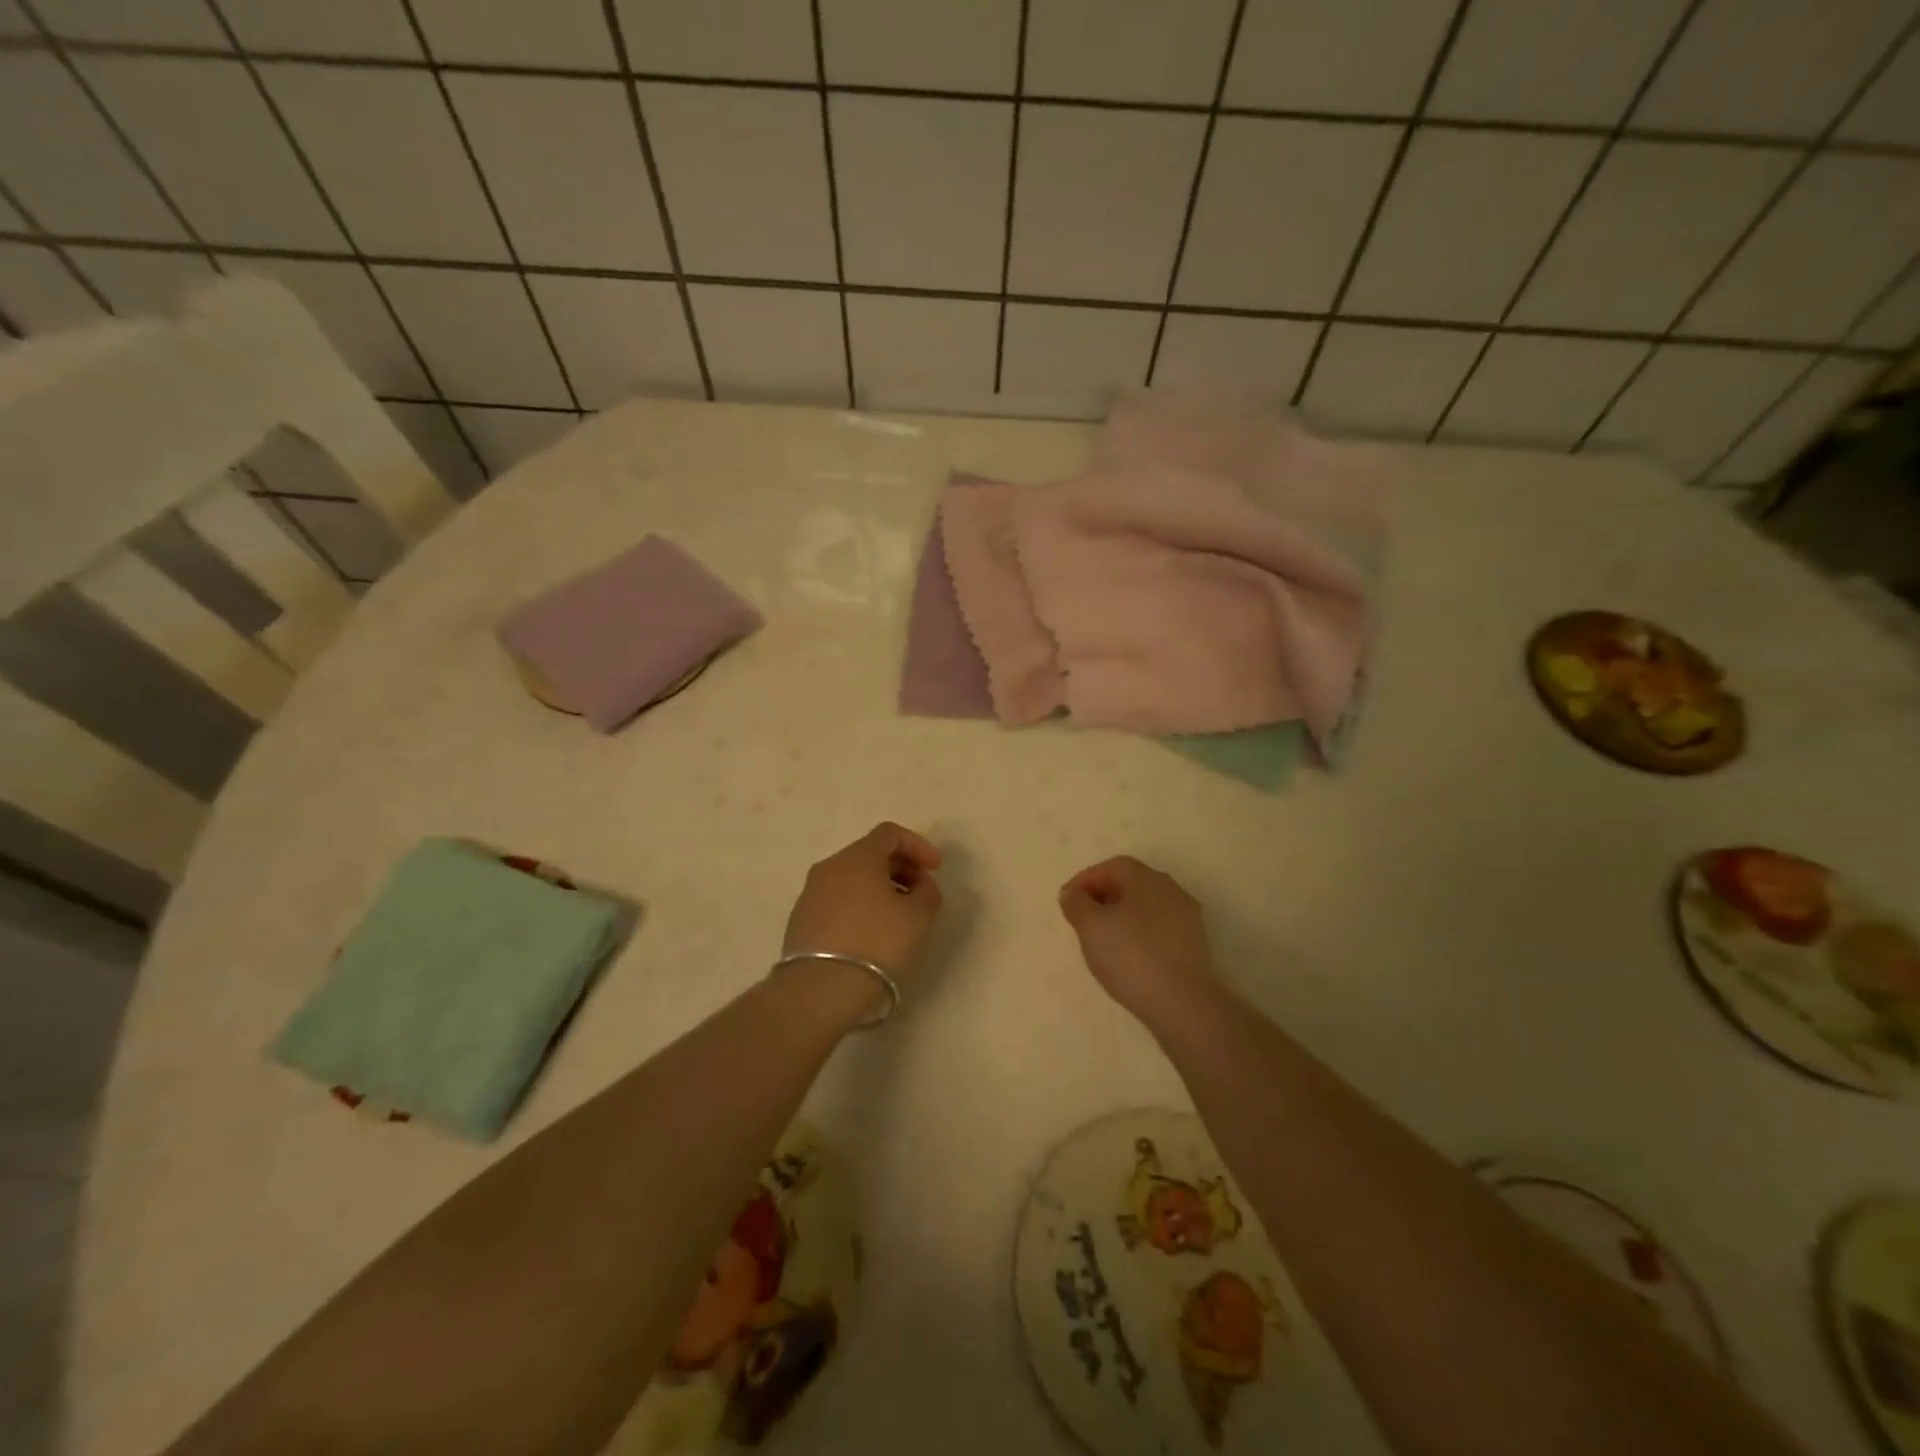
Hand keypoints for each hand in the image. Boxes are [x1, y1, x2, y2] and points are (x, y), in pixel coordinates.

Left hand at [778, 823, 943, 1017]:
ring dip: (878, 888)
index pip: (890, 833)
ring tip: (897, 916)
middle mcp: (830, 867)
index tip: (935, 870)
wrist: (820, 989)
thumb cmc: (877, 944)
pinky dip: (858, 905)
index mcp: (858, 857)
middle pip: (869, 854)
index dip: (918, 846)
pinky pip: (836, 900)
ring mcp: (810, 893)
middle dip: (900, 868)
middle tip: (920, 893)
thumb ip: (928, 892)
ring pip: (851, 878)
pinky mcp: (800, 920)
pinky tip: (871, 934)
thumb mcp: (919, 917)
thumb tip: (920, 884)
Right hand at [1059, 856, 1218, 1024]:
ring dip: (1121, 915)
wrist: (1183, 1003)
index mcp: (1146, 878)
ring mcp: (1187, 917)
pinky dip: (1139, 933)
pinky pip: (1159, 928)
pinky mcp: (1194, 944)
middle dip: (1103, 895)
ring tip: (1102, 939)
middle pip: (1131, 883)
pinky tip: (1128, 955)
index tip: (1067, 900)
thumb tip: (1072, 893)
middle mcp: (1170, 890)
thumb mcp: (1091, 927)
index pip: (1112, 866)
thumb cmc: (1131, 956)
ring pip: (1146, 906)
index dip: (1086, 879)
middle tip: (1082, 918)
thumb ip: (1077, 904)